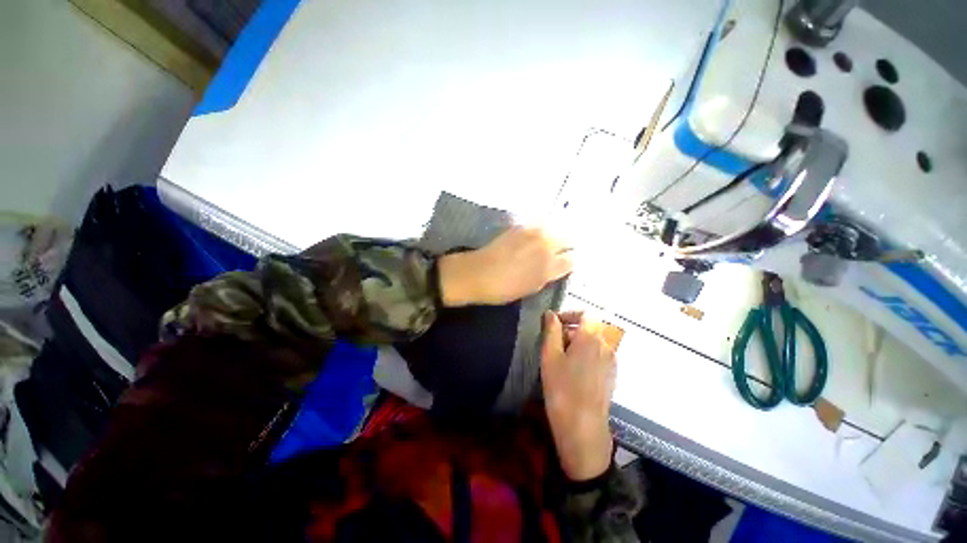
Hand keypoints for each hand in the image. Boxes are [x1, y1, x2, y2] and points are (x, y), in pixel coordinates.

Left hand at [438, 226, 572, 305]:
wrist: (477, 273)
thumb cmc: (503, 288)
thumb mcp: (531, 288)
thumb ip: (548, 275)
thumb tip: (557, 266)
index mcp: (549, 267)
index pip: (571, 260)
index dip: (568, 261)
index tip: (563, 263)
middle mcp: (545, 245)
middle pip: (567, 239)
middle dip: (565, 245)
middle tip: (558, 251)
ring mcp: (532, 233)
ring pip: (554, 228)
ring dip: (553, 235)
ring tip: (545, 243)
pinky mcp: (520, 226)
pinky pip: (538, 224)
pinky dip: (541, 228)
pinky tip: (534, 236)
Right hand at [541, 312, 615, 480]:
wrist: (583, 428)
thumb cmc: (562, 388)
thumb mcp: (550, 355)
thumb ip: (551, 330)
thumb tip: (550, 313)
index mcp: (591, 338)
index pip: (586, 314)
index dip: (569, 314)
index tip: (554, 323)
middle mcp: (606, 346)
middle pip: (589, 328)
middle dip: (569, 330)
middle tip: (552, 345)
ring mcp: (611, 362)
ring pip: (593, 342)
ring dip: (576, 343)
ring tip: (560, 360)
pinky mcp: (611, 376)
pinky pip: (598, 356)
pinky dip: (585, 355)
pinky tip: (572, 372)